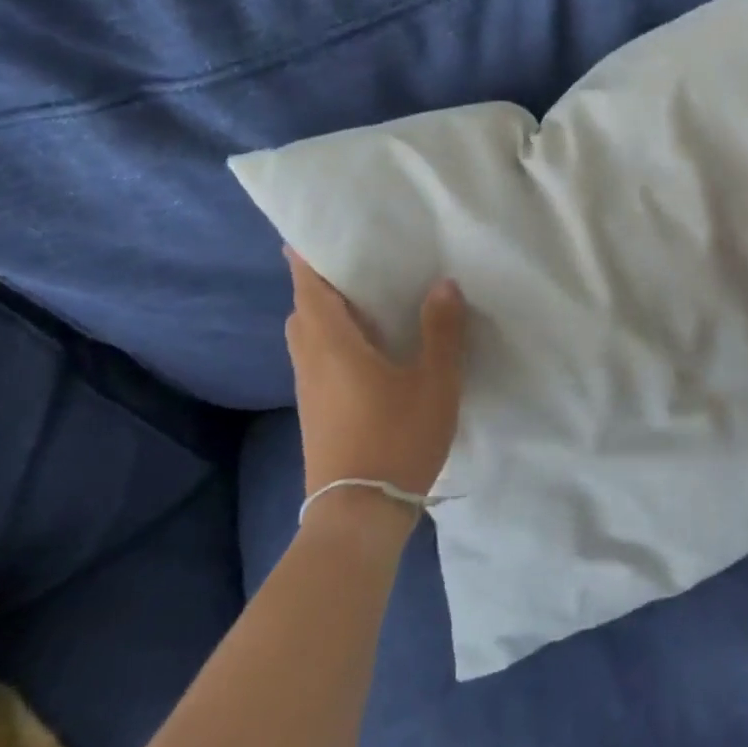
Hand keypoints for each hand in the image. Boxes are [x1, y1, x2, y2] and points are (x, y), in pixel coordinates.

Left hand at [284, 249, 465, 507]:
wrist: (358, 514)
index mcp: (333, 343)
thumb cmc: (397, 438)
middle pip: (303, 309)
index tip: (318, 231)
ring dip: (325, 312)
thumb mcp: (435, 382)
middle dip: (320, 283)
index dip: (308, 257)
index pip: (309, 287)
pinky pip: (316, 358)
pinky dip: (331, 339)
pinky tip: (366, 349)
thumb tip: (443, 284)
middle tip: (355, 263)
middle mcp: (311, 360)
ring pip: (307, 336)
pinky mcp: (315, 412)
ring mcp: (309, 389)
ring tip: (363, 300)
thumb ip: (441, 331)